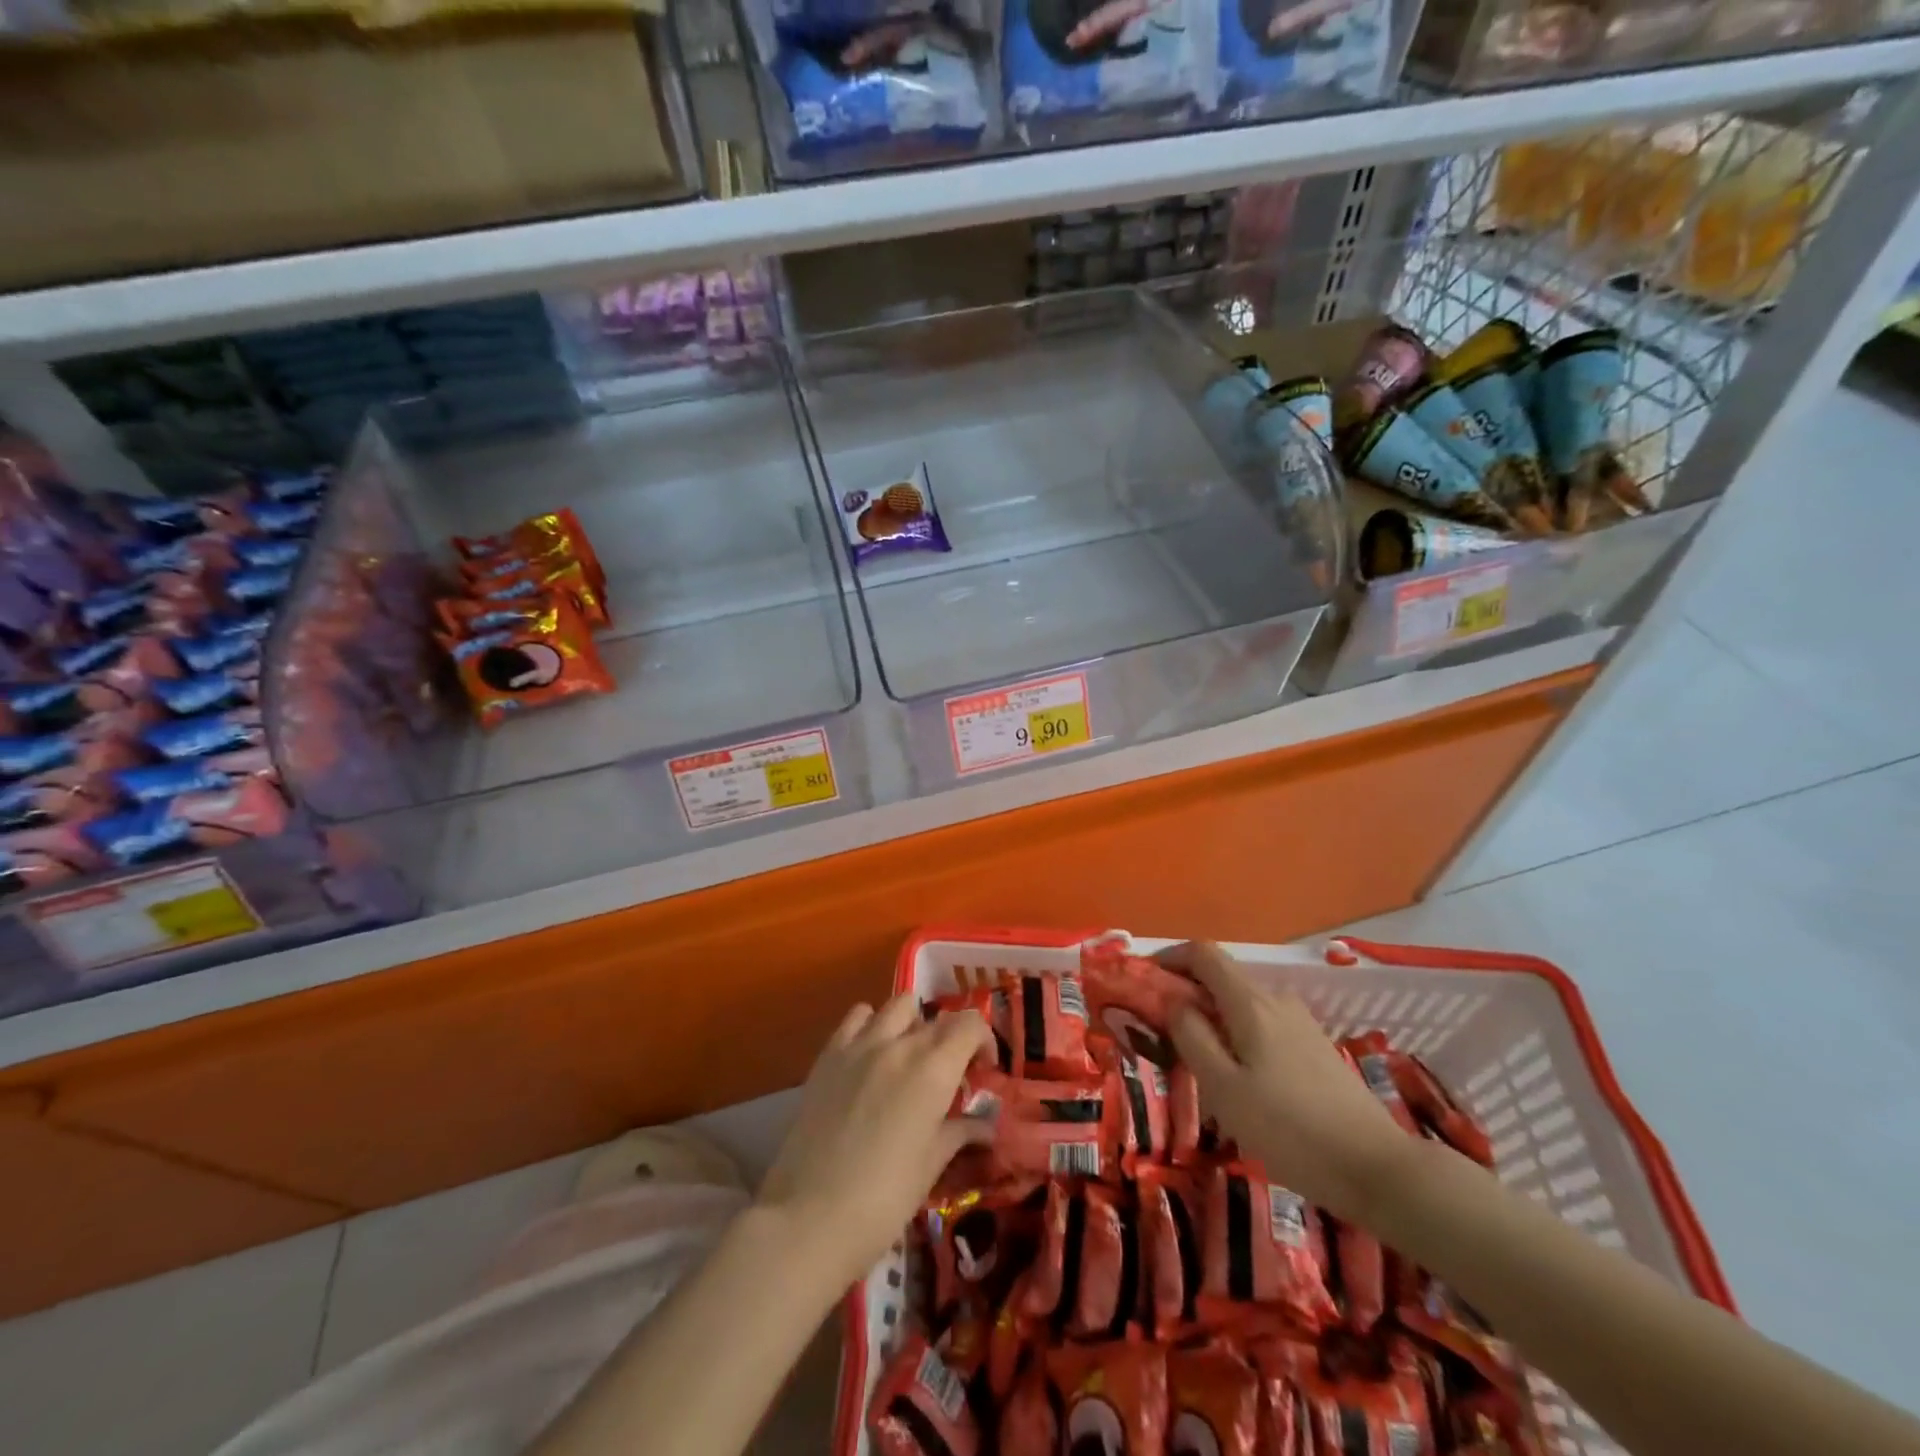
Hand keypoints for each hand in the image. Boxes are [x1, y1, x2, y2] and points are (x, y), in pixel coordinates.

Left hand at [757, 996, 992, 1290]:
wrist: (808, 1217)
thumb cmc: (883, 1199)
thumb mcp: (930, 1166)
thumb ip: (959, 1133)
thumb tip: (985, 1126)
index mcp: (933, 1070)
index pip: (970, 1024)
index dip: (983, 1040)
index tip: (981, 1070)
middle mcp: (899, 1045)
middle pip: (937, 1017)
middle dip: (951, 1039)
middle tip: (948, 1074)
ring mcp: (860, 1044)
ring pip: (898, 1005)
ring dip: (912, 1023)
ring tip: (909, 1057)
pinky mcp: (828, 1054)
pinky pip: (857, 1016)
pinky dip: (871, 1024)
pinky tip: (870, 1056)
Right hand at [1161, 941, 1410, 1221]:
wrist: (1378, 1169)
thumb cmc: (1289, 1129)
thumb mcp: (1224, 1087)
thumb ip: (1191, 1036)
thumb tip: (1171, 998)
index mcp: (1251, 1002)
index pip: (1203, 953)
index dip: (1170, 956)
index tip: (1144, 981)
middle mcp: (1277, 1000)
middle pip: (1222, 977)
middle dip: (1186, 992)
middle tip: (1161, 1030)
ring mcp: (1301, 1022)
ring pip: (1242, 1004)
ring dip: (1212, 1016)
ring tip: (1197, 1060)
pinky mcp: (1315, 1047)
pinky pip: (1264, 1024)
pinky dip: (1238, 1033)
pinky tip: (1240, 1078)